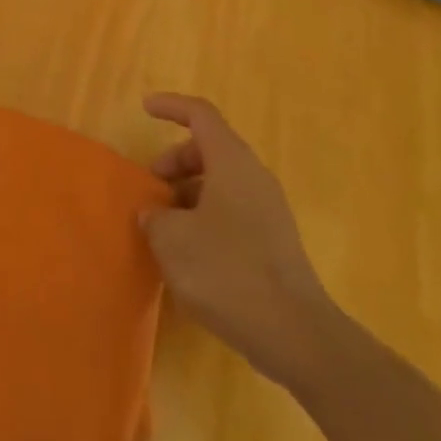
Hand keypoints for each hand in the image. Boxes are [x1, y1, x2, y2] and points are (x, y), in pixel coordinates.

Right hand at [139, 94, 331, 382]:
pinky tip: (189, 255)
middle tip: (151, 188)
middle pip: (209, 149)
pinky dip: (205, 217)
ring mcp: (268, 210)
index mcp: (231, 162)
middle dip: (175, 161)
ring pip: (221, 183)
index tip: (145, 109)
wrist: (295, 333)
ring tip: (164, 227)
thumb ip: (155, 216)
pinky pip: (232, 211)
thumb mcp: (172, 239)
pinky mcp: (274, 242)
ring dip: (188, 193)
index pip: (200, 114)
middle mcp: (253, 177)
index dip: (171, 106)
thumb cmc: (227, 271)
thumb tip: (154, 213)